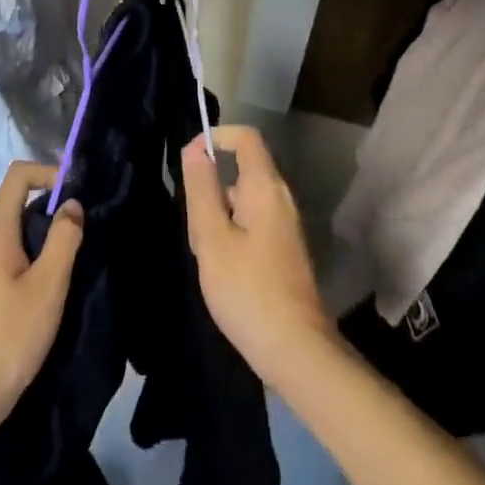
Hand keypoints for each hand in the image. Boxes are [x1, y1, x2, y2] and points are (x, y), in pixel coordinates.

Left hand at [0, 161, 84, 439]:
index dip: (49, 172)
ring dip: (42, 234)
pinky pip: (5, 254)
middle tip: (83, 228)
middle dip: (50, 206)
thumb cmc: (9, 336)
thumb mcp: (48, 286)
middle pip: (16, 201)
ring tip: (71, 256)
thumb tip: (72, 204)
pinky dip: (29, 255)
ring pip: (12, 230)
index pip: (18, 175)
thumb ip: (64, 239)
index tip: (78, 193)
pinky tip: (48, 284)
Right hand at [181, 125, 335, 386]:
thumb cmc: (247, 289)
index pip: (245, 137)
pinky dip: (233, 228)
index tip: (188, 159)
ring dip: (220, 209)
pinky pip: (256, 220)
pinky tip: (221, 265)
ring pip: (248, 197)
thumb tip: (196, 148)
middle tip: (190, 218)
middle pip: (246, 167)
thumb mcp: (211, 237)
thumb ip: (201, 189)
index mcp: (266, 187)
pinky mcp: (286, 248)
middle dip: (212, 181)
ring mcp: (288, 224)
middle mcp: (282, 197)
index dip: (216, 136)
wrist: (295, 348)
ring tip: (203, 248)